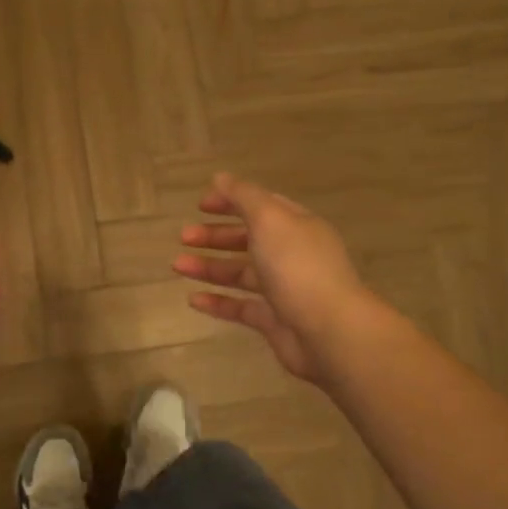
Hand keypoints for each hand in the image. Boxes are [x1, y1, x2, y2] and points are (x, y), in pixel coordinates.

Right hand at [173, 173, 369, 384]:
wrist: (329, 331)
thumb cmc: (297, 267)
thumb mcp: (269, 219)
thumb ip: (243, 196)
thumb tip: (220, 177)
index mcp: (296, 226)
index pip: (262, 206)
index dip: (231, 201)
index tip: (200, 205)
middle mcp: (292, 255)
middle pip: (249, 239)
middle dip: (215, 236)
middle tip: (183, 236)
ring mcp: (284, 289)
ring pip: (241, 273)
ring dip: (209, 267)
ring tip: (178, 266)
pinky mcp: (274, 321)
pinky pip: (241, 307)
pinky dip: (217, 302)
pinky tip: (193, 299)